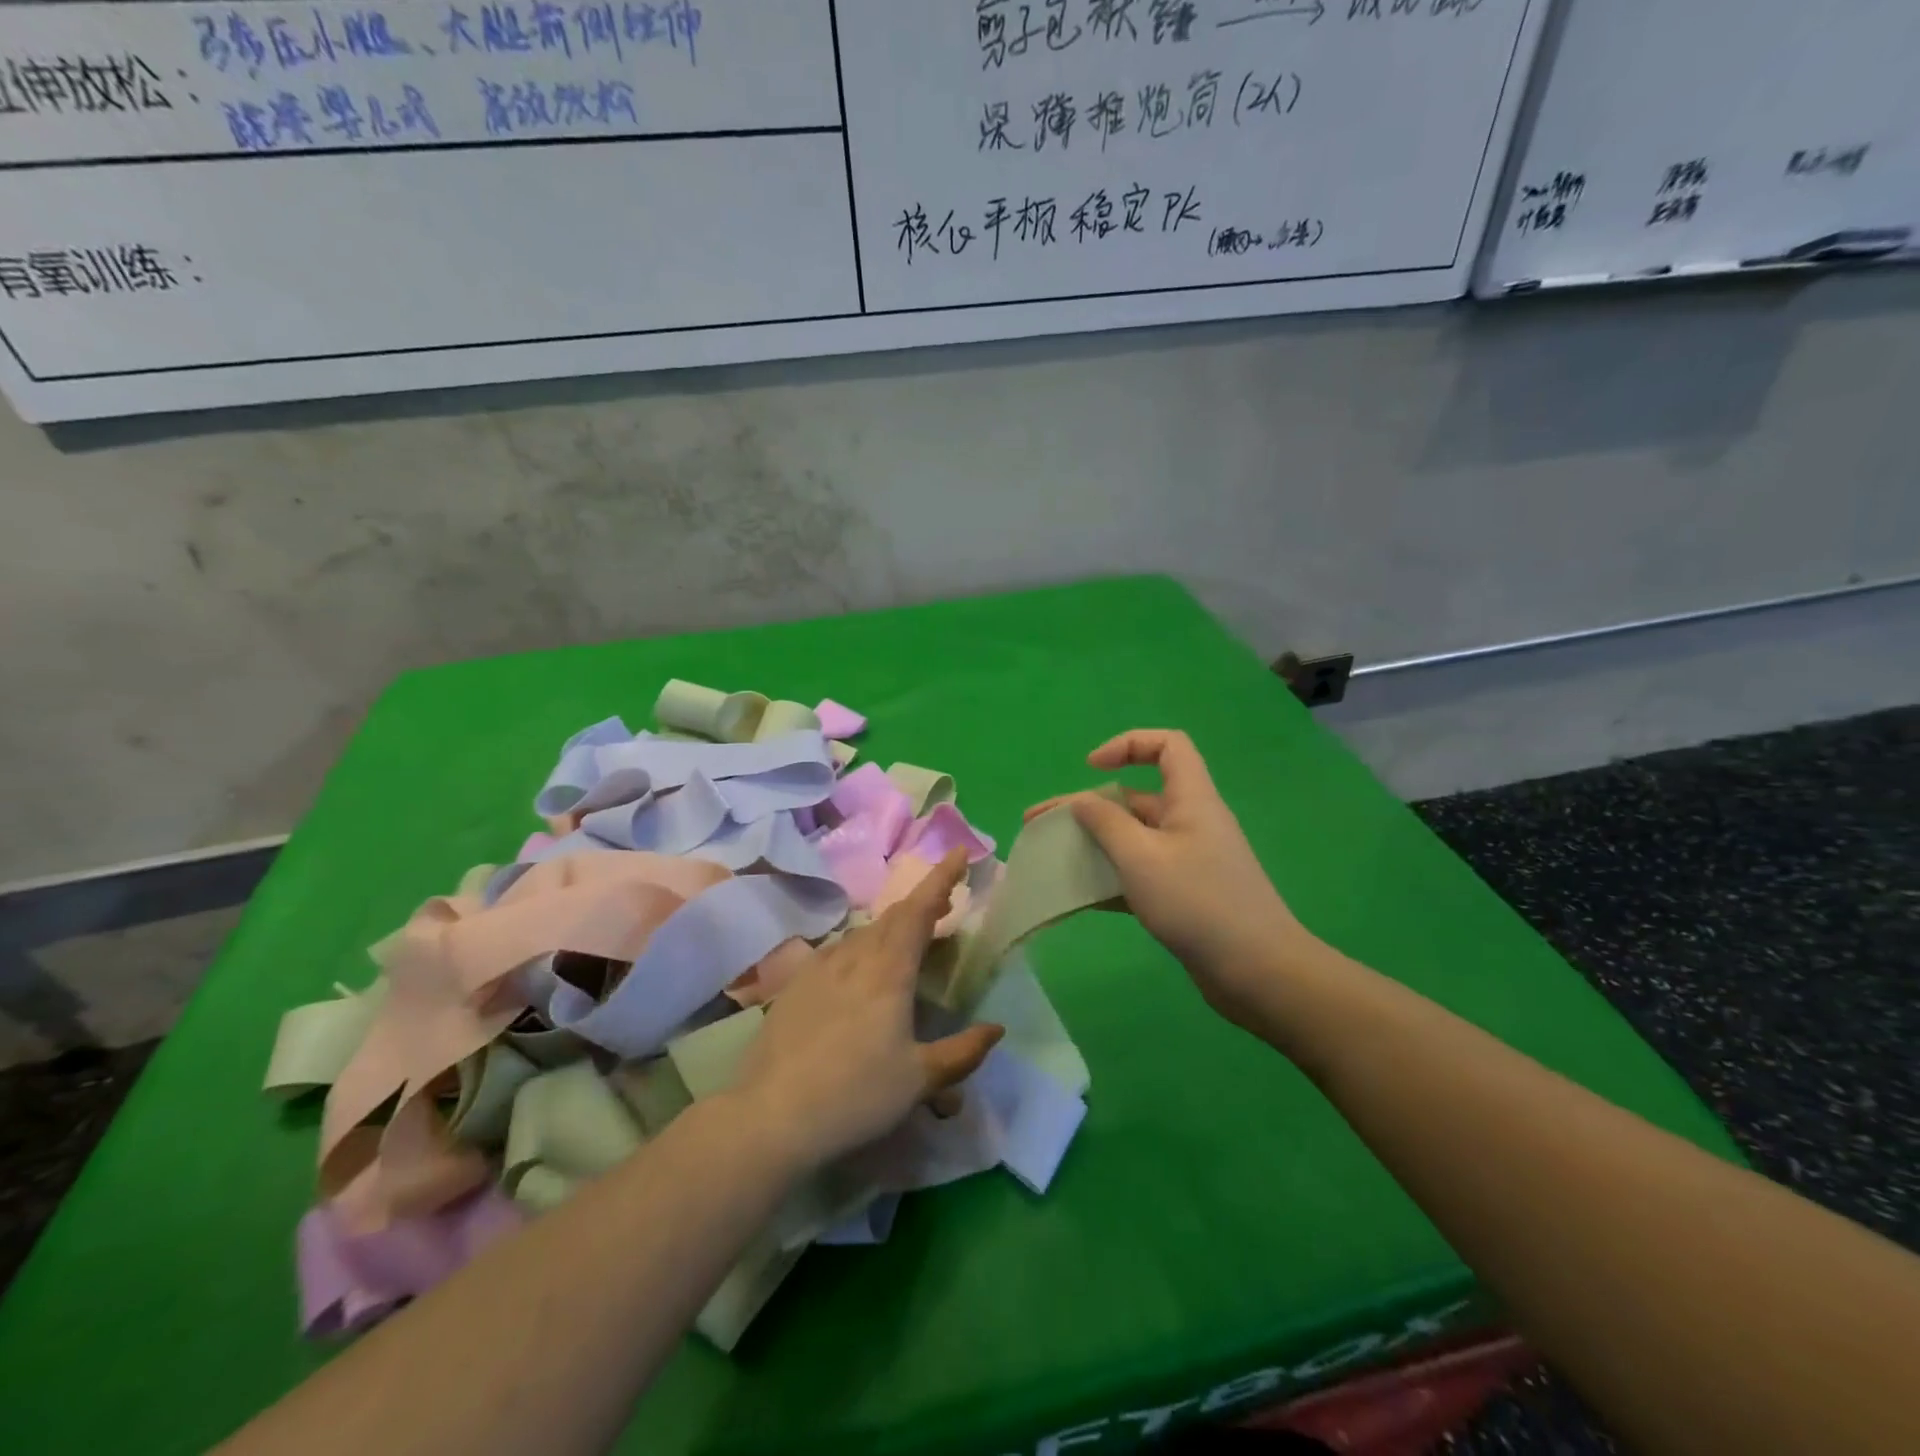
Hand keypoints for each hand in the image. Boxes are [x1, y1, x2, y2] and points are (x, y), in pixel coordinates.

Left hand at [734, 849, 1003, 1173]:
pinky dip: (861, 950)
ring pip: (864, 935)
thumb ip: (962, 1053)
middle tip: (944, 905)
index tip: (959, 851)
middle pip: (893, 917)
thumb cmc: (855, 1095)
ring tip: (908, 942)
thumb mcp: (919, 1080)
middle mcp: (854, 957)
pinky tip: (859, 973)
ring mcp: (820, 968)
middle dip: (922, 904)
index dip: (941, 878)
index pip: (919, 910)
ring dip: (892, 929)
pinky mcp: (795, 986)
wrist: (771, 1116)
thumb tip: (996, 1030)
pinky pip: (838, 953)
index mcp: (889, 971)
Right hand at [1030, 730, 1314, 1027]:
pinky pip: (1140, 873)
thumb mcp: (1142, 858)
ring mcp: (1188, 860)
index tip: (1091, 768)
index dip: (1128, 744)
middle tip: (1038, 823)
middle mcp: (1190, 822)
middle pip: (1136, 797)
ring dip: (1093, 844)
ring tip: (1051, 859)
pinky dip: (1110, 878)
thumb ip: (1106, 824)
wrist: (1257, 972)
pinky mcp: (1184, 894)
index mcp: (1191, 799)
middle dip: (1086, 806)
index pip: (1168, 746)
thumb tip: (1082, 801)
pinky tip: (1079, 896)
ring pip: (1134, 838)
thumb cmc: (1198, 903)